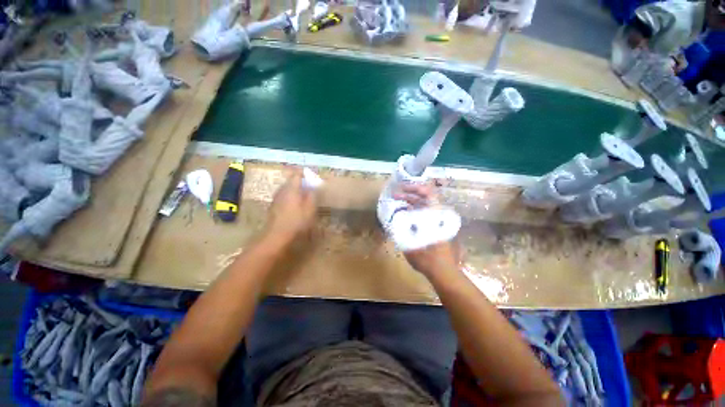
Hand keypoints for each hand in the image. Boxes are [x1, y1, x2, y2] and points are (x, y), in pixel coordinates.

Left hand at [264, 170, 317, 242]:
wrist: (276, 236)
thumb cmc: (296, 222)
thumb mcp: (309, 209)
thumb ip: (311, 196)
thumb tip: (311, 189)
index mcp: (291, 189)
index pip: (296, 175)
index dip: (304, 174)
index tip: (311, 178)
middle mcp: (282, 191)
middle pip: (291, 181)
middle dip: (300, 183)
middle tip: (310, 188)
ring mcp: (276, 198)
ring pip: (287, 189)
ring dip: (295, 190)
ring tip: (304, 197)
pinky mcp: (273, 206)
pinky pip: (283, 196)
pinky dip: (290, 197)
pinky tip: (295, 206)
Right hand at [393, 184, 460, 276]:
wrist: (443, 272)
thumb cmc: (427, 259)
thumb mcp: (410, 244)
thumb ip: (401, 231)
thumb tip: (392, 220)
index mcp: (435, 216)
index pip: (428, 193)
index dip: (415, 187)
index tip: (401, 188)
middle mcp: (438, 215)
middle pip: (424, 198)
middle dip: (408, 195)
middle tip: (395, 196)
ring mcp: (437, 221)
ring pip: (423, 206)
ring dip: (410, 203)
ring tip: (397, 204)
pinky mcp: (435, 227)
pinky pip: (424, 213)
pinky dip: (414, 211)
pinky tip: (404, 215)